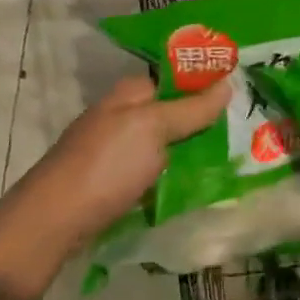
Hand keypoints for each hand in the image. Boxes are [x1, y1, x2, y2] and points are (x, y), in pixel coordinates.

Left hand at [0, 75, 230, 299]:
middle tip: (248, 125)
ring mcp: (118, 148)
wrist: (51, 223)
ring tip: (237, 153)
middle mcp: (123, 115)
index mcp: (130, 93)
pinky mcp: (117, 179)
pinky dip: (179, 171)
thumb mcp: (153, 129)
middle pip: (175, 109)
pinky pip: (159, 167)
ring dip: (196, 147)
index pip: (177, 76)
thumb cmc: (105, 166)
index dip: (208, 81)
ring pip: (169, 141)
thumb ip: (191, 108)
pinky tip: (202, 179)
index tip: (244, 91)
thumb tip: (228, 83)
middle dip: (207, 117)